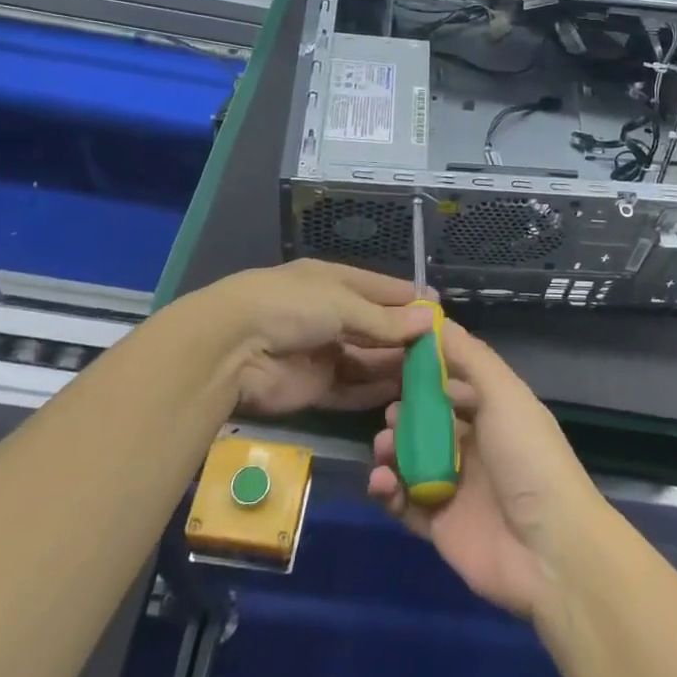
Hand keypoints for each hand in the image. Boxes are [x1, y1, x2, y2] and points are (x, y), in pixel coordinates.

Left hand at [184, 260, 435, 416]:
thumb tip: (430, 321)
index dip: (409, 299)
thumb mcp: (343, 304)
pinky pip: (353, 389)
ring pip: (368, 359)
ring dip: (395, 365)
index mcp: (334, 282)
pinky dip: (376, 391)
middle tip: (444, 350)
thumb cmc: (291, 306)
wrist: (232, 348)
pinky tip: (404, 394)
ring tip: (432, 374)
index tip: (440, 310)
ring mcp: (323, 352)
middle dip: (406, 336)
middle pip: (376, 326)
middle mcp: (330, 314)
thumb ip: (385, 320)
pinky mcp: (316, 388)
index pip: (380, 289)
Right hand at [367, 319, 604, 620]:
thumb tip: (435, 319)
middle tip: (389, 413)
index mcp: (494, 411)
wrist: (549, 550)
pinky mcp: (438, 524)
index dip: (424, 370)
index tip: (391, 356)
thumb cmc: (528, 457)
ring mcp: (455, 485)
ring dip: (390, 449)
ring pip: (409, 458)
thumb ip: (469, 356)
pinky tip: (382, 481)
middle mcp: (474, 444)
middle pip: (426, 420)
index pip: (452, 381)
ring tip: (383, 448)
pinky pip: (403, 501)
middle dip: (402, 412)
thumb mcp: (504, 393)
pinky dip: (387, 489)